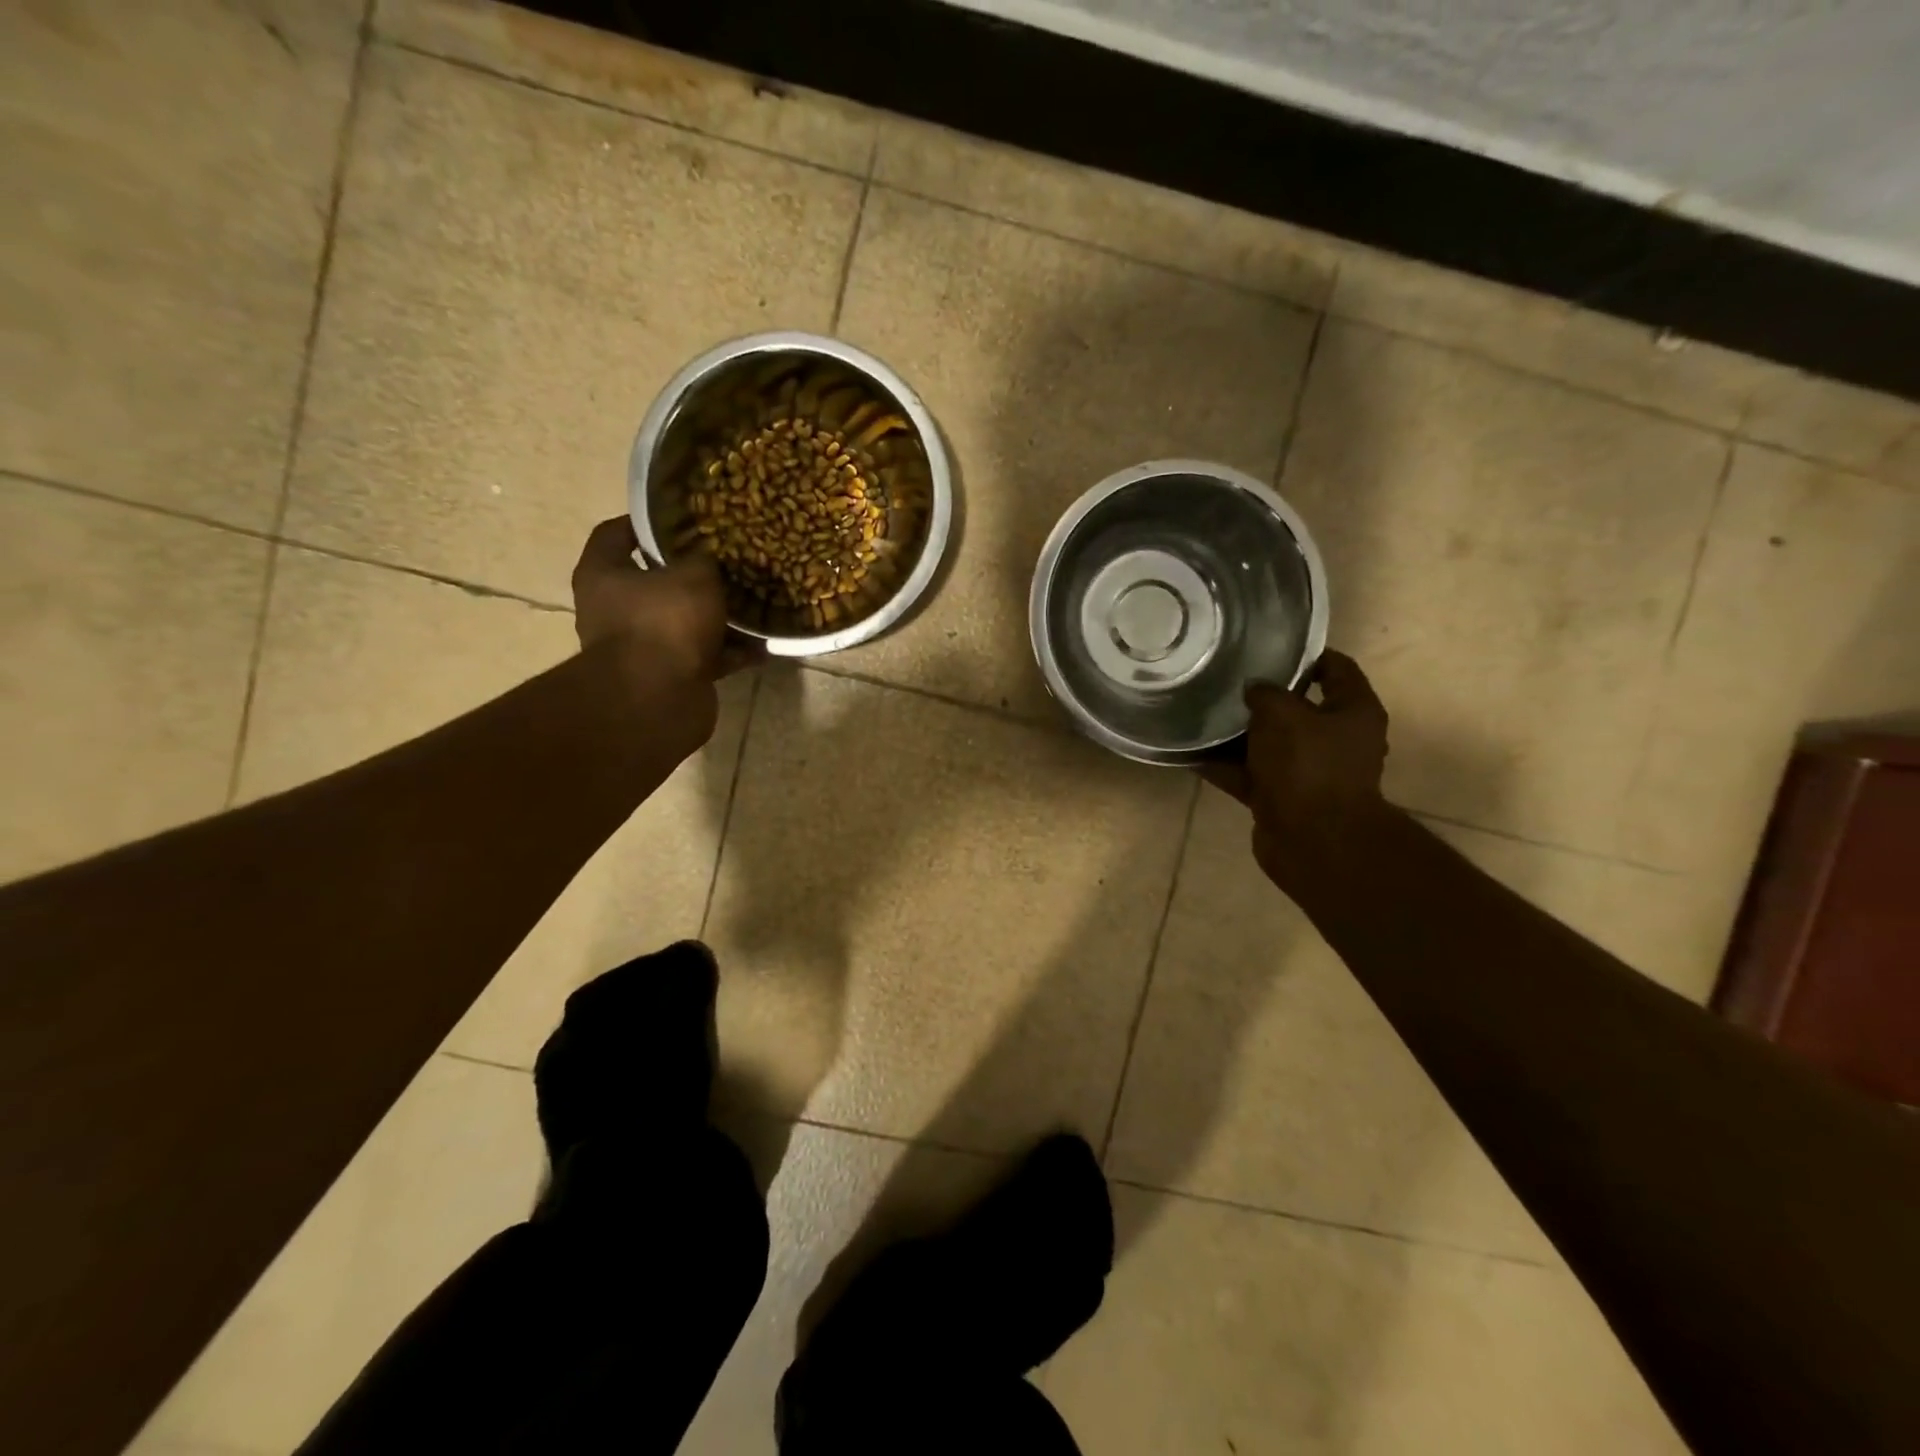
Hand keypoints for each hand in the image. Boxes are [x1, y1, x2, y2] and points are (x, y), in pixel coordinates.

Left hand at [571, 517, 762, 685]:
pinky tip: (761, 645)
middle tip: (726, 561)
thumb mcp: (695, 576)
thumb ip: (705, 560)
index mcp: (604, 575)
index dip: (643, 522)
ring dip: (716, 617)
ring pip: (684, 622)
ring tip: (752, 603)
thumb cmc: (664, 622)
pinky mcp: (669, 677)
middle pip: (654, 583)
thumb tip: (712, 557)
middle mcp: (614, 610)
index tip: (679, 517)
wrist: (657, 698)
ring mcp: (642, 647)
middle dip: (691, 575)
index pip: (615, 534)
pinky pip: (704, 657)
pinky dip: (729, 652)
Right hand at [1203, 651, 1390, 889]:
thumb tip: (1253, 689)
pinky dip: (1224, 766)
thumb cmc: (1307, 765)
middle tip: (1227, 678)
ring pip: (1268, 743)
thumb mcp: (1283, 714)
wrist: (1312, 840)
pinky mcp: (1282, 797)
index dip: (1307, 653)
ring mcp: (1308, 771)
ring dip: (1238, 733)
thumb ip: (1265, 692)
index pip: (1337, 668)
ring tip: (1202, 712)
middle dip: (1263, 696)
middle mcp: (1336, 740)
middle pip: (1297, 708)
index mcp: (1353, 712)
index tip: (1269, 645)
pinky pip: (1248, 774)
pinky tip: (1191, 753)